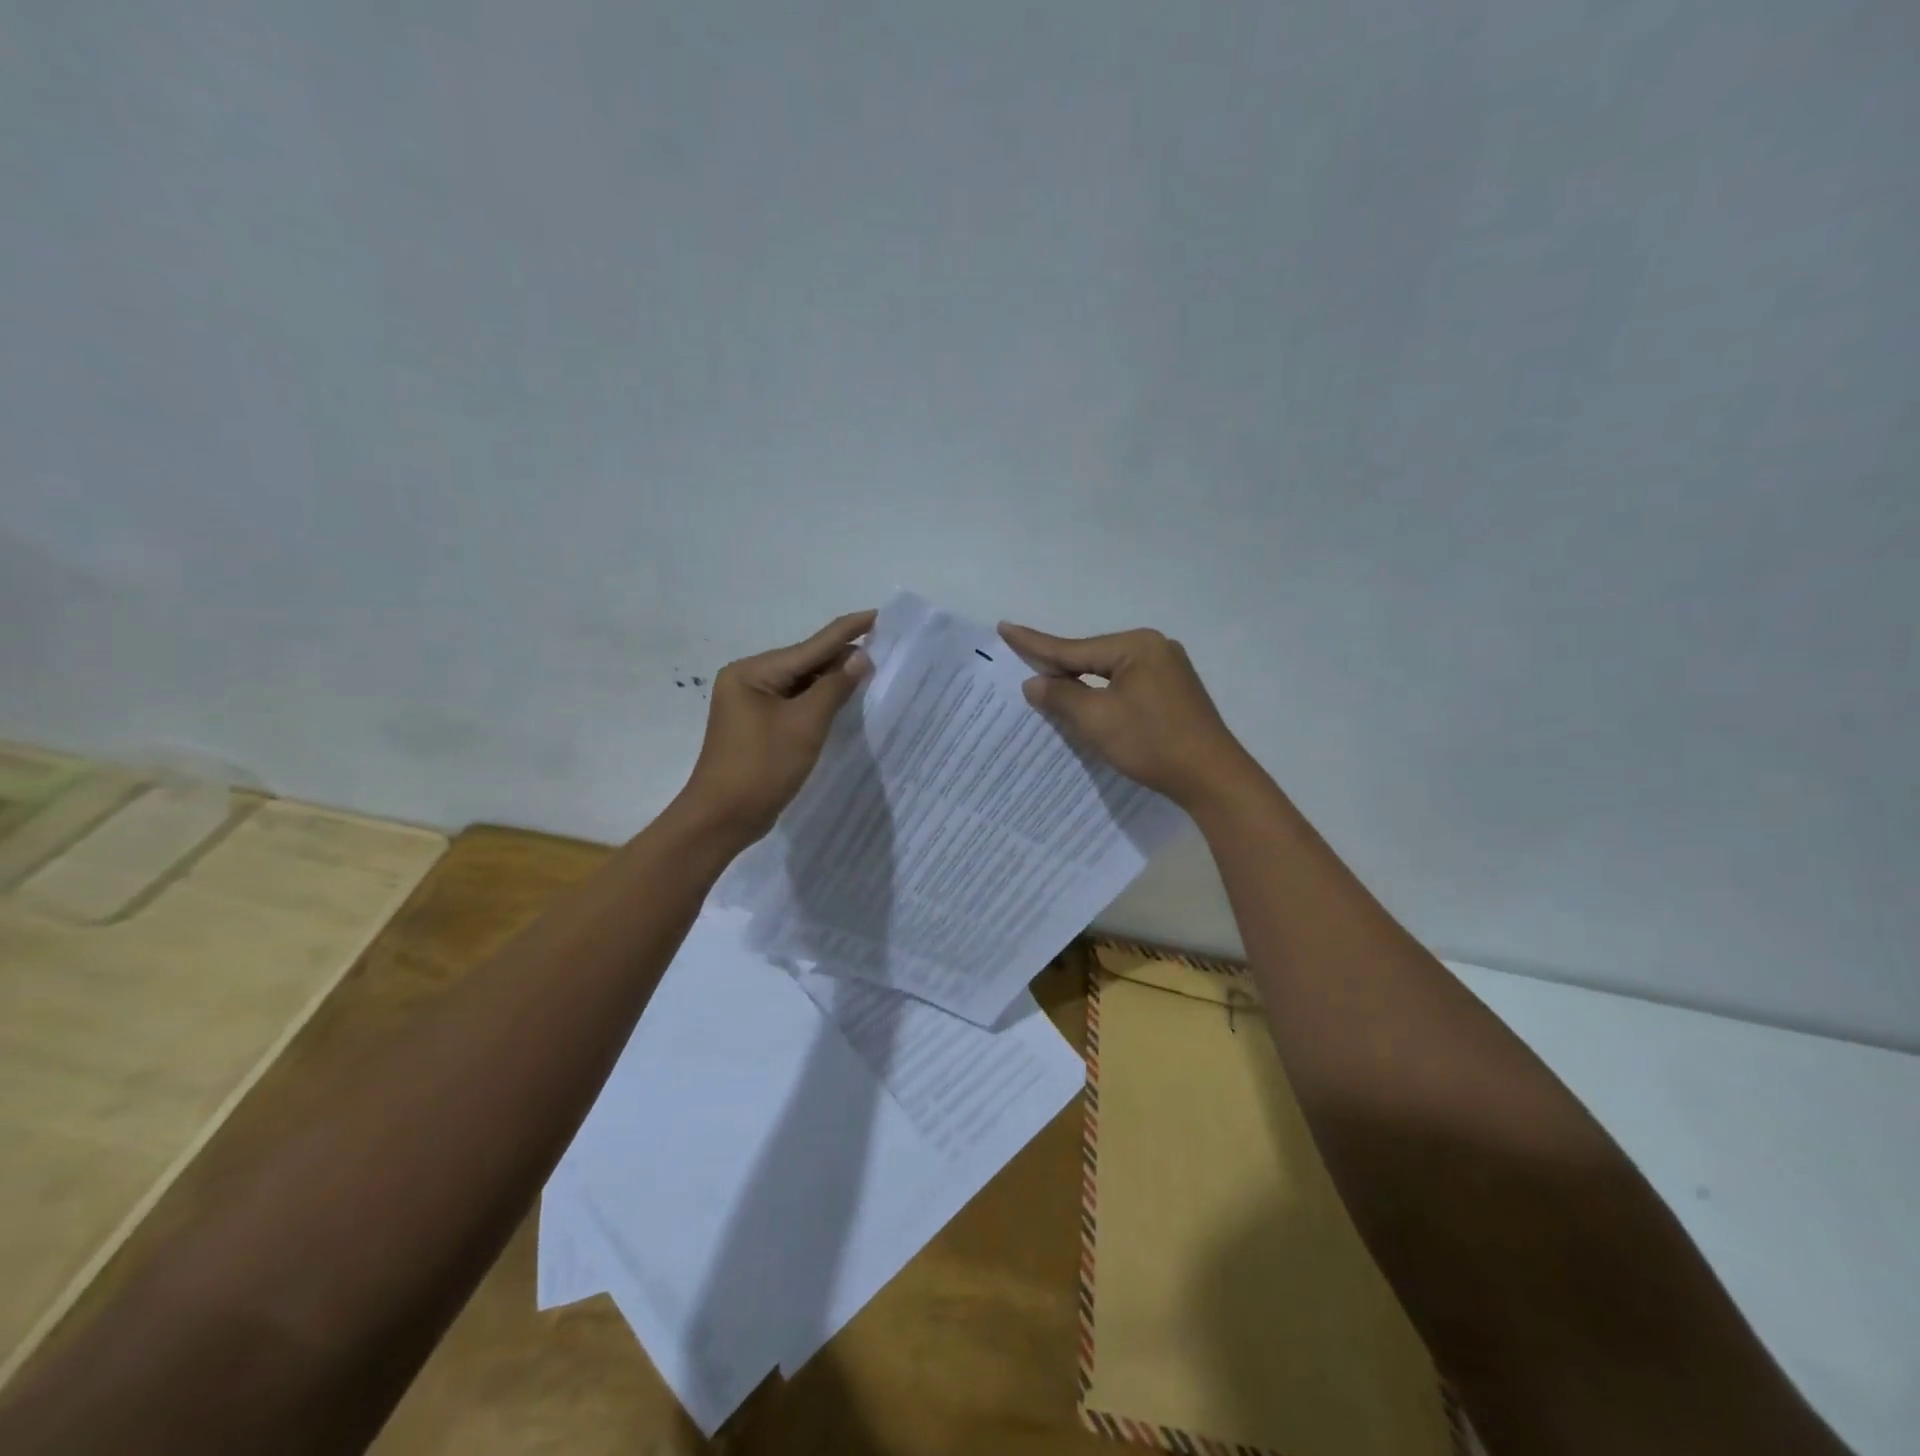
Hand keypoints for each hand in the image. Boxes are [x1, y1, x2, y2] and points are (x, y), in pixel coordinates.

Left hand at [681, 610, 875, 841]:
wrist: (722, 819)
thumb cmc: (762, 768)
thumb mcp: (805, 725)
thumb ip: (834, 687)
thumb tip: (861, 657)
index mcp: (752, 672)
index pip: (810, 646)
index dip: (847, 631)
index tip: (877, 614)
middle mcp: (747, 680)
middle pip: (804, 662)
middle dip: (841, 658)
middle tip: (884, 650)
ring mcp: (750, 704)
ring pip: (800, 684)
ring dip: (832, 681)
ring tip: (871, 672)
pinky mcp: (758, 726)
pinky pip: (794, 704)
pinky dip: (818, 702)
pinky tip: (843, 700)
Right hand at [997, 622, 1256, 810]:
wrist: (1212, 778)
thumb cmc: (1152, 743)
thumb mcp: (1097, 719)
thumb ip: (1061, 696)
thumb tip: (1034, 683)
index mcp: (1137, 646)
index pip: (1073, 648)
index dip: (1035, 643)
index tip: (1005, 627)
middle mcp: (1154, 649)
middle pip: (1092, 657)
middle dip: (1057, 665)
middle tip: (1020, 658)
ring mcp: (1168, 670)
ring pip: (1109, 673)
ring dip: (1080, 682)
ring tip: (1046, 681)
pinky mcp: (1173, 693)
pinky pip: (1125, 685)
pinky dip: (1102, 694)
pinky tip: (1086, 700)